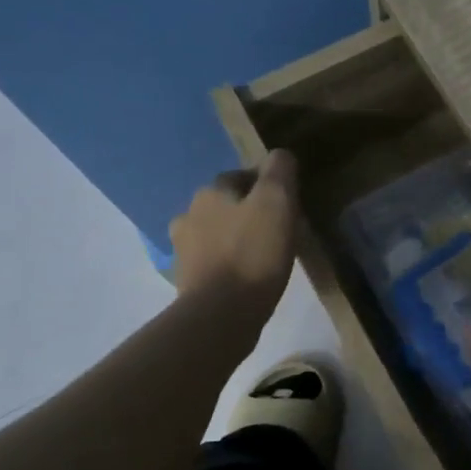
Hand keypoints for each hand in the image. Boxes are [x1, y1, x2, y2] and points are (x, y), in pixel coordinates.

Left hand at [169, 150, 299, 323]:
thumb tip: (280, 155)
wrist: (221, 314)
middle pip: (226, 206)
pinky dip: (227, 265)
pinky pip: (212, 263)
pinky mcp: (187, 281)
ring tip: (262, 257)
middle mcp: (189, 214)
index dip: (266, 188)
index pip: (241, 177)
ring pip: (216, 234)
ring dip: (234, 239)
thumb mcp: (277, 203)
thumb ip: (280, 172)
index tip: (287, 206)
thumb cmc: (253, 254)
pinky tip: (245, 278)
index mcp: (211, 192)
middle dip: (248, 214)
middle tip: (277, 232)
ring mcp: (183, 250)